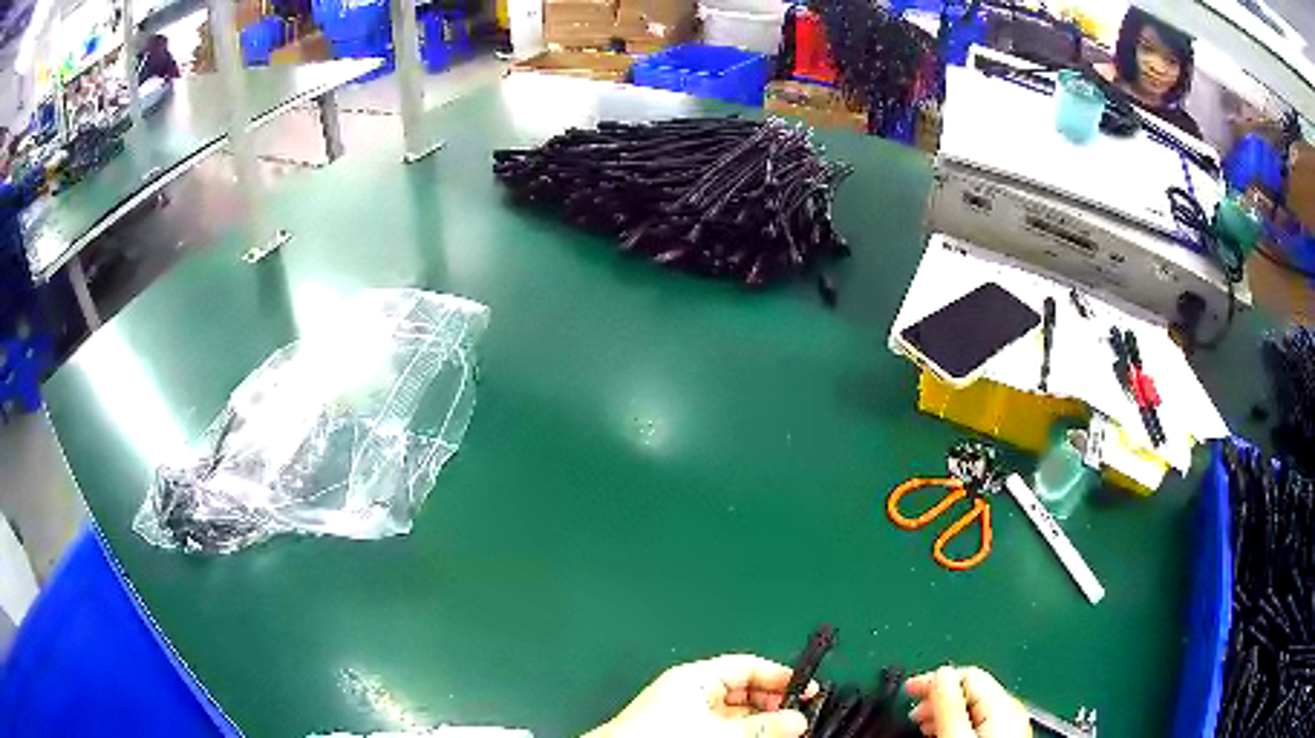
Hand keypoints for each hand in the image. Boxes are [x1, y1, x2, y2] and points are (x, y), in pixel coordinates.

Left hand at [584, 654, 817, 737]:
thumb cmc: (655, 736)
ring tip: (783, 731)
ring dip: (760, 721)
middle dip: (773, 703)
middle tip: (798, 716)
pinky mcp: (683, 729)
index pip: (748, 666)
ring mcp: (686, 713)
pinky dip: (743, 731)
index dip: (780, 676)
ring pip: (736, 712)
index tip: (806, 689)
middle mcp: (691, 691)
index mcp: (696, 677)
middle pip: (744, 690)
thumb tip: (796, 719)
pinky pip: (723, 726)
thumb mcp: (720, 730)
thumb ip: (762, 726)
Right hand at [906, 666, 1031, 737]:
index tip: (909, 690)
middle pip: (971, 690)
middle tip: (913, 712)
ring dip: (945, 712)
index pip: (968, 675)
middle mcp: (1010, 711)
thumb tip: (941, 674)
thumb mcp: (956, 737)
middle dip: (939, 698)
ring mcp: (1009, 727)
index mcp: (1002, 705)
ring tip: (923, 726)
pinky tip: (943, 735)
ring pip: (973, 708)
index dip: (935, 680)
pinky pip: (978, 723)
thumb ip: (950, 706)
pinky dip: (956, 725)